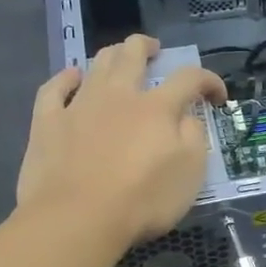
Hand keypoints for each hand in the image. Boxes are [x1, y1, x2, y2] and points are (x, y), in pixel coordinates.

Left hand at [17, 35, 227, 249]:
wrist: (77, 219)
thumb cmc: (142, 200)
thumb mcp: (190, 174)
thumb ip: (194, 138)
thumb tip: (188, 118)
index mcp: (157, 108)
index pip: (189, 79)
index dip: (208, 81)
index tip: (217, 97)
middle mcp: (119, 96)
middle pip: (132, 55)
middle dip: (147, 47)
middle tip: (155, 51)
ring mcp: (79, 106)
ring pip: (96, 65)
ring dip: (112, 56)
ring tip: (119, 58)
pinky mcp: (48, 123)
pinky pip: (54, 89)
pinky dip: (65, 78)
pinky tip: (72, 76)